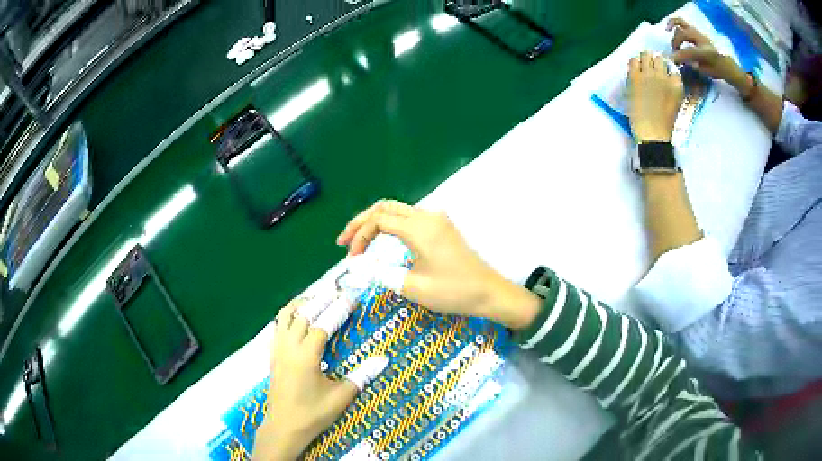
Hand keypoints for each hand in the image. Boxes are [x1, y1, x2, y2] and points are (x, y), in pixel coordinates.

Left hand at [253, 299, 387, 460]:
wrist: (284, 427)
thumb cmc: (313, 414)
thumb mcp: (341, 398)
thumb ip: (361, 375)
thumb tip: (384, 359)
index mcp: (306, 356)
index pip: (324, 324)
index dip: (339, 309)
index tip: (352, 298)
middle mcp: (289, 347)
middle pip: (303, 313)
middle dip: (321, 299)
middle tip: (336, 290)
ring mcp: (278, 350)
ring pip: (285, 316)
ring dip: (302, 304)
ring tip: (317, 298)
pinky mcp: (272, 355)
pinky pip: (279, 326)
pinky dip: (290, 315)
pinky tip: (299, 319)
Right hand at [336, 200, 540, 329]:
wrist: (489, 292)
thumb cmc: (454, 292)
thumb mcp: (414, 288)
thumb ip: (382, 274)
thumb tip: (361, 266)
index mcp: (419, 228)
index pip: (378, 220)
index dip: (359, 236)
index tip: (351, 258)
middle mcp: (427, 216)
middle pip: (385, 207)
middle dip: (361, 222)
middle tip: (344, 241)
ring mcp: (437, 220)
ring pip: (397, 210)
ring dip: (376, 222)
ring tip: (358, 240)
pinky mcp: (442, 228)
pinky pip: (410, 218)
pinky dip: (391, 225)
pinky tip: (383, 239)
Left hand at [628, 52, 683, 142]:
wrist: (653, 134)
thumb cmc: (665, 123)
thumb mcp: (675, 103)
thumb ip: (672, 87)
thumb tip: (667, 75)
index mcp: (676, 84)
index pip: (672, 67)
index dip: (667, 69)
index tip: (663, 73)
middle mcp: (663, 76)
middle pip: (659, 58)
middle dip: (655, 62)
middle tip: (651, 69)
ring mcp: (648, 75)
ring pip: (646, 54)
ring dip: (644, 59)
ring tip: (643, 68)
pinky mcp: (635, 77)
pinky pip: (633, 60)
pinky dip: (634, 62)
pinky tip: (635, 70)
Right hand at [667, 18, 744, 83]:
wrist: (728, 65)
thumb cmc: (718, 71)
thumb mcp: (707, 72)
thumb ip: (694, 65)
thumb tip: (682, 61)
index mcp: (706, 52)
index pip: (689, 51)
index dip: (679, 56)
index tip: (671, 61)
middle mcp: (702, 39)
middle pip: (683, 33)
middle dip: (675, 41)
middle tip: (674, 51)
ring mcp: (699, 34)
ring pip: (682, 23)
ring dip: (673, 26)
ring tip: (668, 31)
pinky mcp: (698, 32)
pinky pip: (684, 24)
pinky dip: (676, 25)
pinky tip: (672, 30)